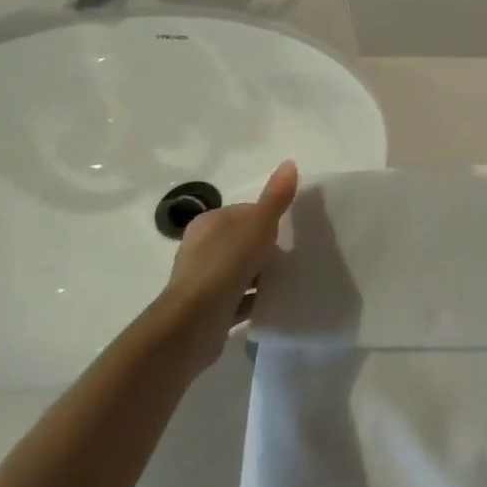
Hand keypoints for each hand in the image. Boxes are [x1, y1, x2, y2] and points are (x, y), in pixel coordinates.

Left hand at [161, 160, 298, 370]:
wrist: (192, 323)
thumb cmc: (225, 265)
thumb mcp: (257, 226)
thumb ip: (275, 198)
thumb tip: (289, 162)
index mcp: (209, 223)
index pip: (246, 213)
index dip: (269, 220)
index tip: (289, 233)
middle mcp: (201, 248)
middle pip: (244, 242)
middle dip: (267, 249)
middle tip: (293, 257)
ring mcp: (203, 280)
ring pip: (241, 271)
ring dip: (263, 276)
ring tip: (290, 279)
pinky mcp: (208, 308)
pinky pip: (239, 298)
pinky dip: (256, 299)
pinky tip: (276, 302)